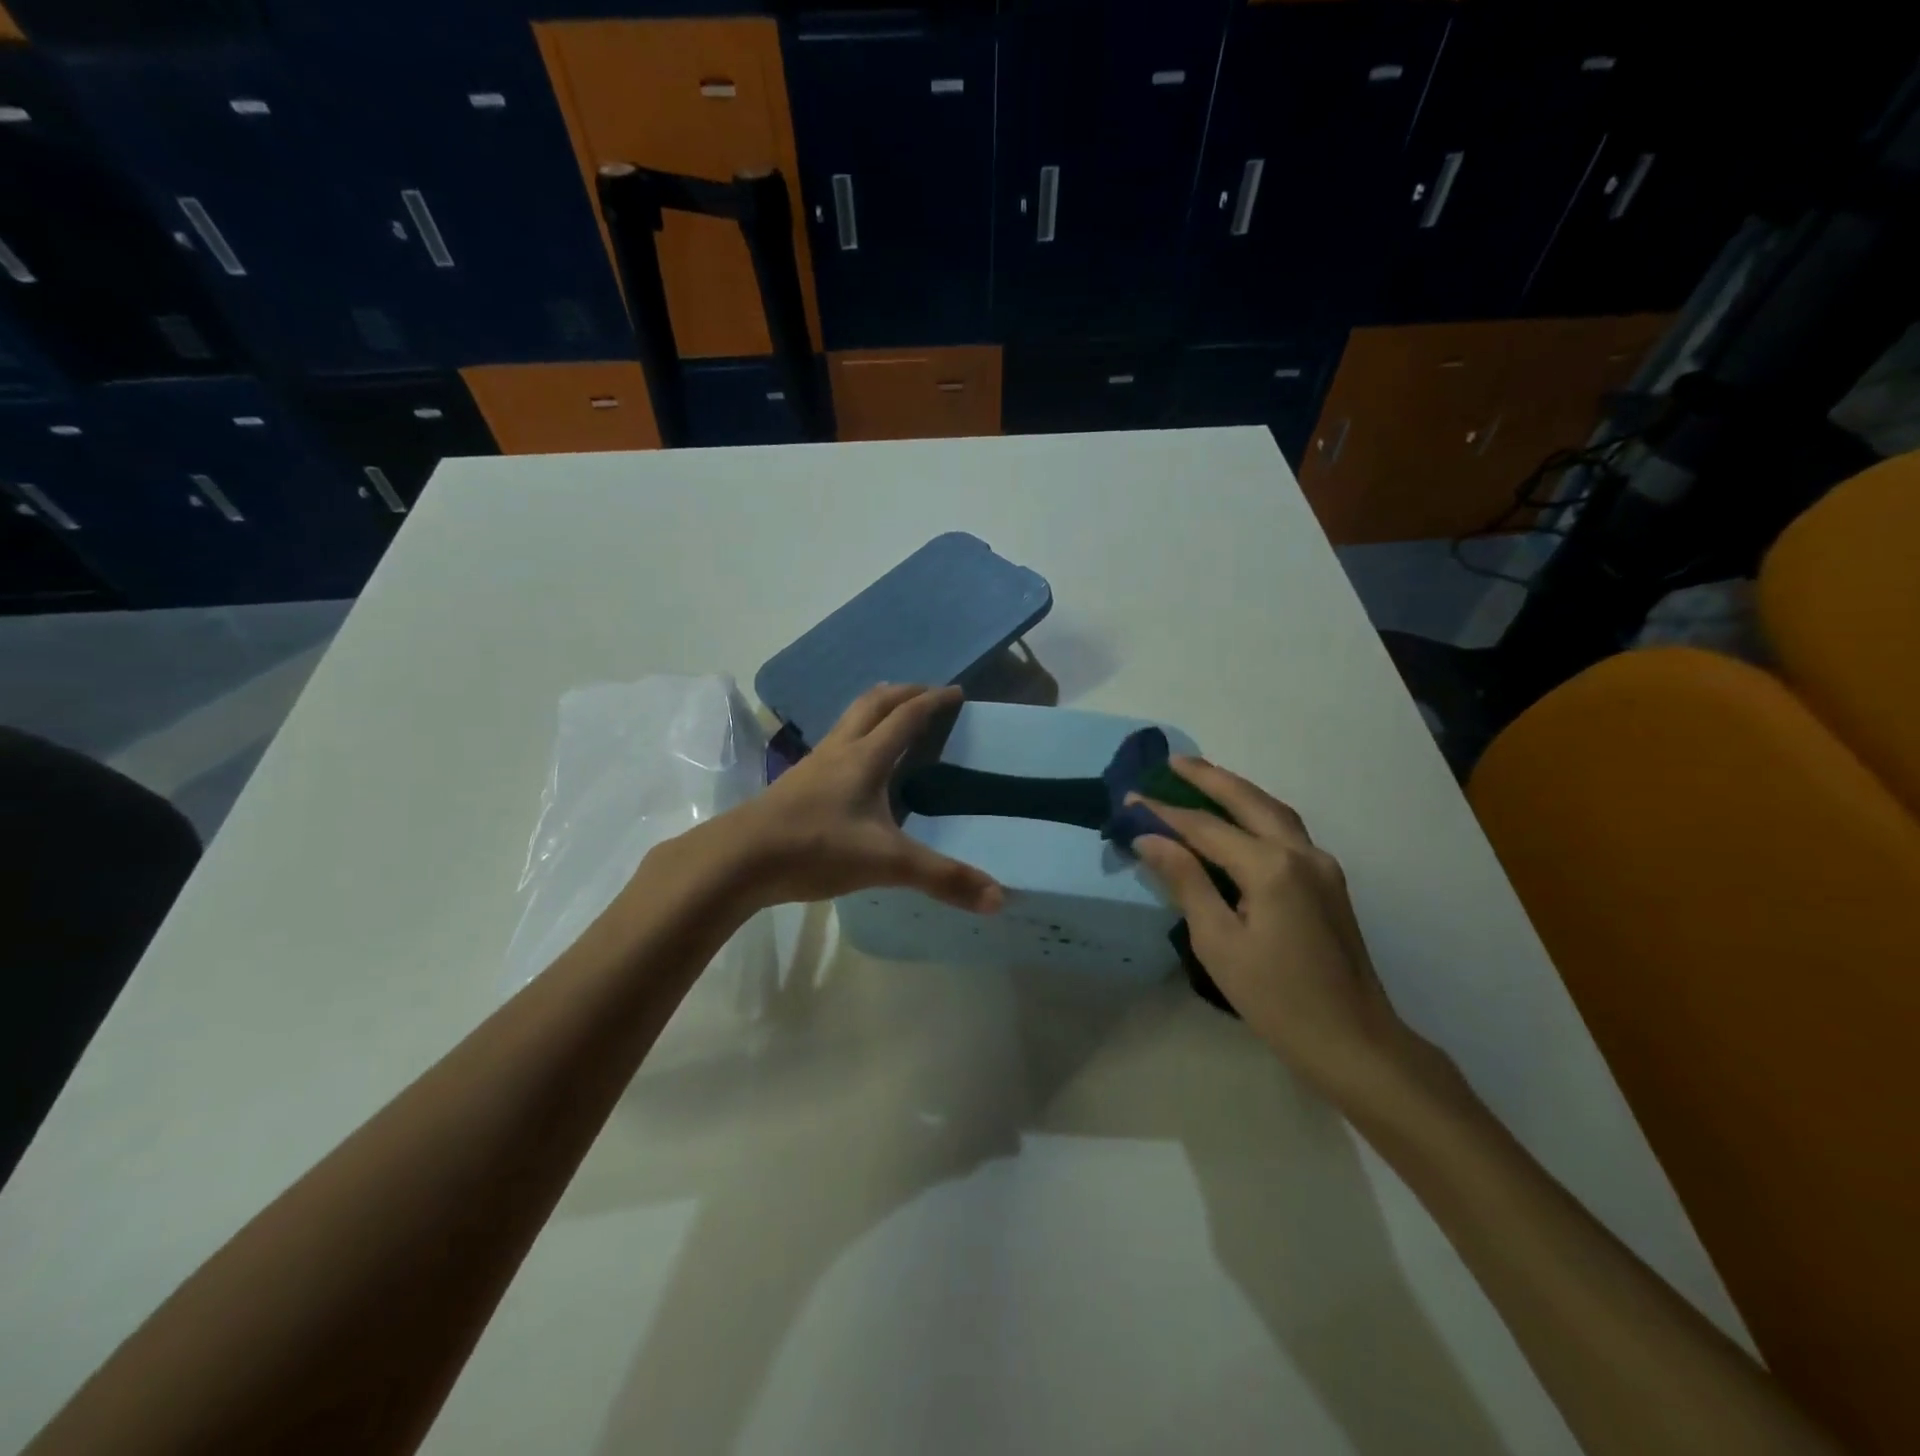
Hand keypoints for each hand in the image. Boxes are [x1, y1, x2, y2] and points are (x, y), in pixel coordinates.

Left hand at [692, 684, 1004, 915]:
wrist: (738, 859)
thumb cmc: (816, 848)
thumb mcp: (887, 863)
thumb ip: (942, 878)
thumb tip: (999, 898)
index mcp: (865, 757)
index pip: (906, 716)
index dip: (933, 701)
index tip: (957, 692)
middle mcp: (839, 751)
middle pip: (873, 704)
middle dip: (903, 693)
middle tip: (927, 694)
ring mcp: (812, 765)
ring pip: (848, 721)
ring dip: (875, 711)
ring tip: (893, 720)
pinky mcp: (795, 785)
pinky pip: (833, 745)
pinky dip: (854, 738)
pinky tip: (855, 767)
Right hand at [1131, 758, 1419, 1096]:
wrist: (1354, 1041)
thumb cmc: (1277, 999)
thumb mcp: (1218, 942)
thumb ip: (1185, 881)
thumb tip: (1150, 838)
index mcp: (1271, 868)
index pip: (1206, 828)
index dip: (1164, 813)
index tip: (1129, 799)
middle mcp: (1301, 853)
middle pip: (1248, 800)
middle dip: (1208, 777)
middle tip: (1172, 762)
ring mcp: (1321, 865)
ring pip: (1273, 810)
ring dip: (1236, 790)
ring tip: (1201, 778)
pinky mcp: (1329, 881)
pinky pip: (1286, 830)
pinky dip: (1256, 813)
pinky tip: (1237, 818)